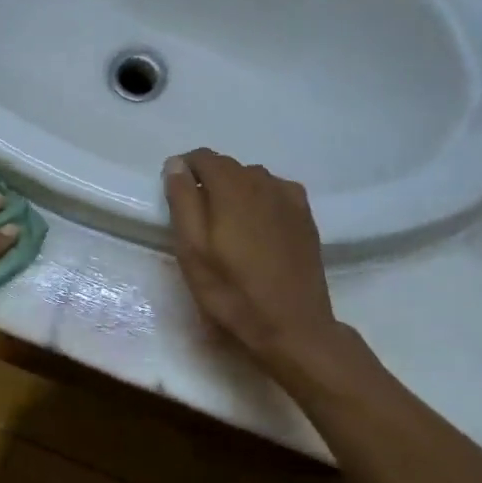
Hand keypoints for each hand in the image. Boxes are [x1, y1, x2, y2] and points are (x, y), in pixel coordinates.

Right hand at [163, 149, 343, 373]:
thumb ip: (183, 201)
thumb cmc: (231, 290)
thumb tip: (176, 164)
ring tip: (226, 225)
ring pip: (253, 178)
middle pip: (229, 166)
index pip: (203, 157)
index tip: (175, 195)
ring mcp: (289, 198)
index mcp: (232, 187)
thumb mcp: (192, 250)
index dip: (184, 169)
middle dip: (209, 182)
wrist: (292, 325)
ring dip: (235, 191)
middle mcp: (263, 182)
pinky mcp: (305, 216)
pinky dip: (259, 200)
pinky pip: (275, 192)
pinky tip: (256, 227)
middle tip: (198, 219)